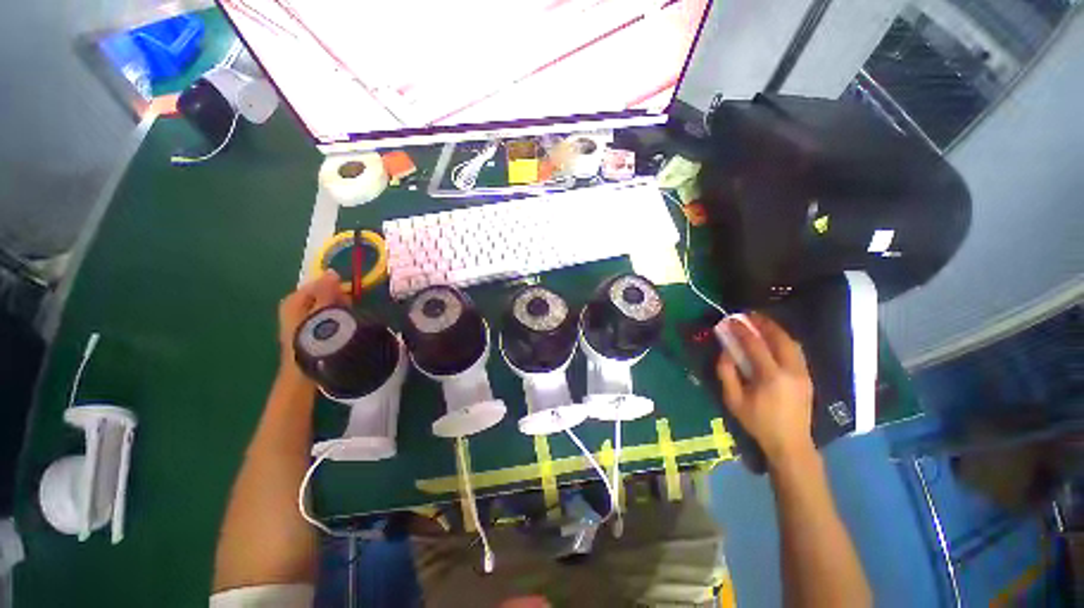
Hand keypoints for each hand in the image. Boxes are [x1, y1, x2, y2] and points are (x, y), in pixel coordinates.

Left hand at [277, 270, 346, 368]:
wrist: (304, 373)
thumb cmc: (313, 340)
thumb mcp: (323, 311)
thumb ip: (327, 292)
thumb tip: (332, 272)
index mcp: (292, 301)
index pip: (319, 284)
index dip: (335, 289)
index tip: (348, 299)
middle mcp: (293, 308)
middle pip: (322, 296)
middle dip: (337, 301)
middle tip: (346, 313)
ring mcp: (300, 322)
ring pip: (325, 308)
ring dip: (338, 313)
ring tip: (344, 323)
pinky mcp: (308, 333)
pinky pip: (325, 319)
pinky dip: (334, 321)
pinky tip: (341, 330)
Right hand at [715, 313, 814, 465]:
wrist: (791, 443)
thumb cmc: (758, 422)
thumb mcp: (733, 400)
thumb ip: (726, 373)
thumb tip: (725, 351)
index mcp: (771, 377)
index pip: (755, 345)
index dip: (741, 330)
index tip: (730, 320)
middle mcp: (791, 371)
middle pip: (780, 338)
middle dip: (763, 323)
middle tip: (748, 315)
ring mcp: (803, 373)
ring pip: (792, 343)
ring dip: (776, 330)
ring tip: (761, 323)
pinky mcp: (808, 377)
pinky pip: (796, 351)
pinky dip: (784, 340)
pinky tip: (773, 339)